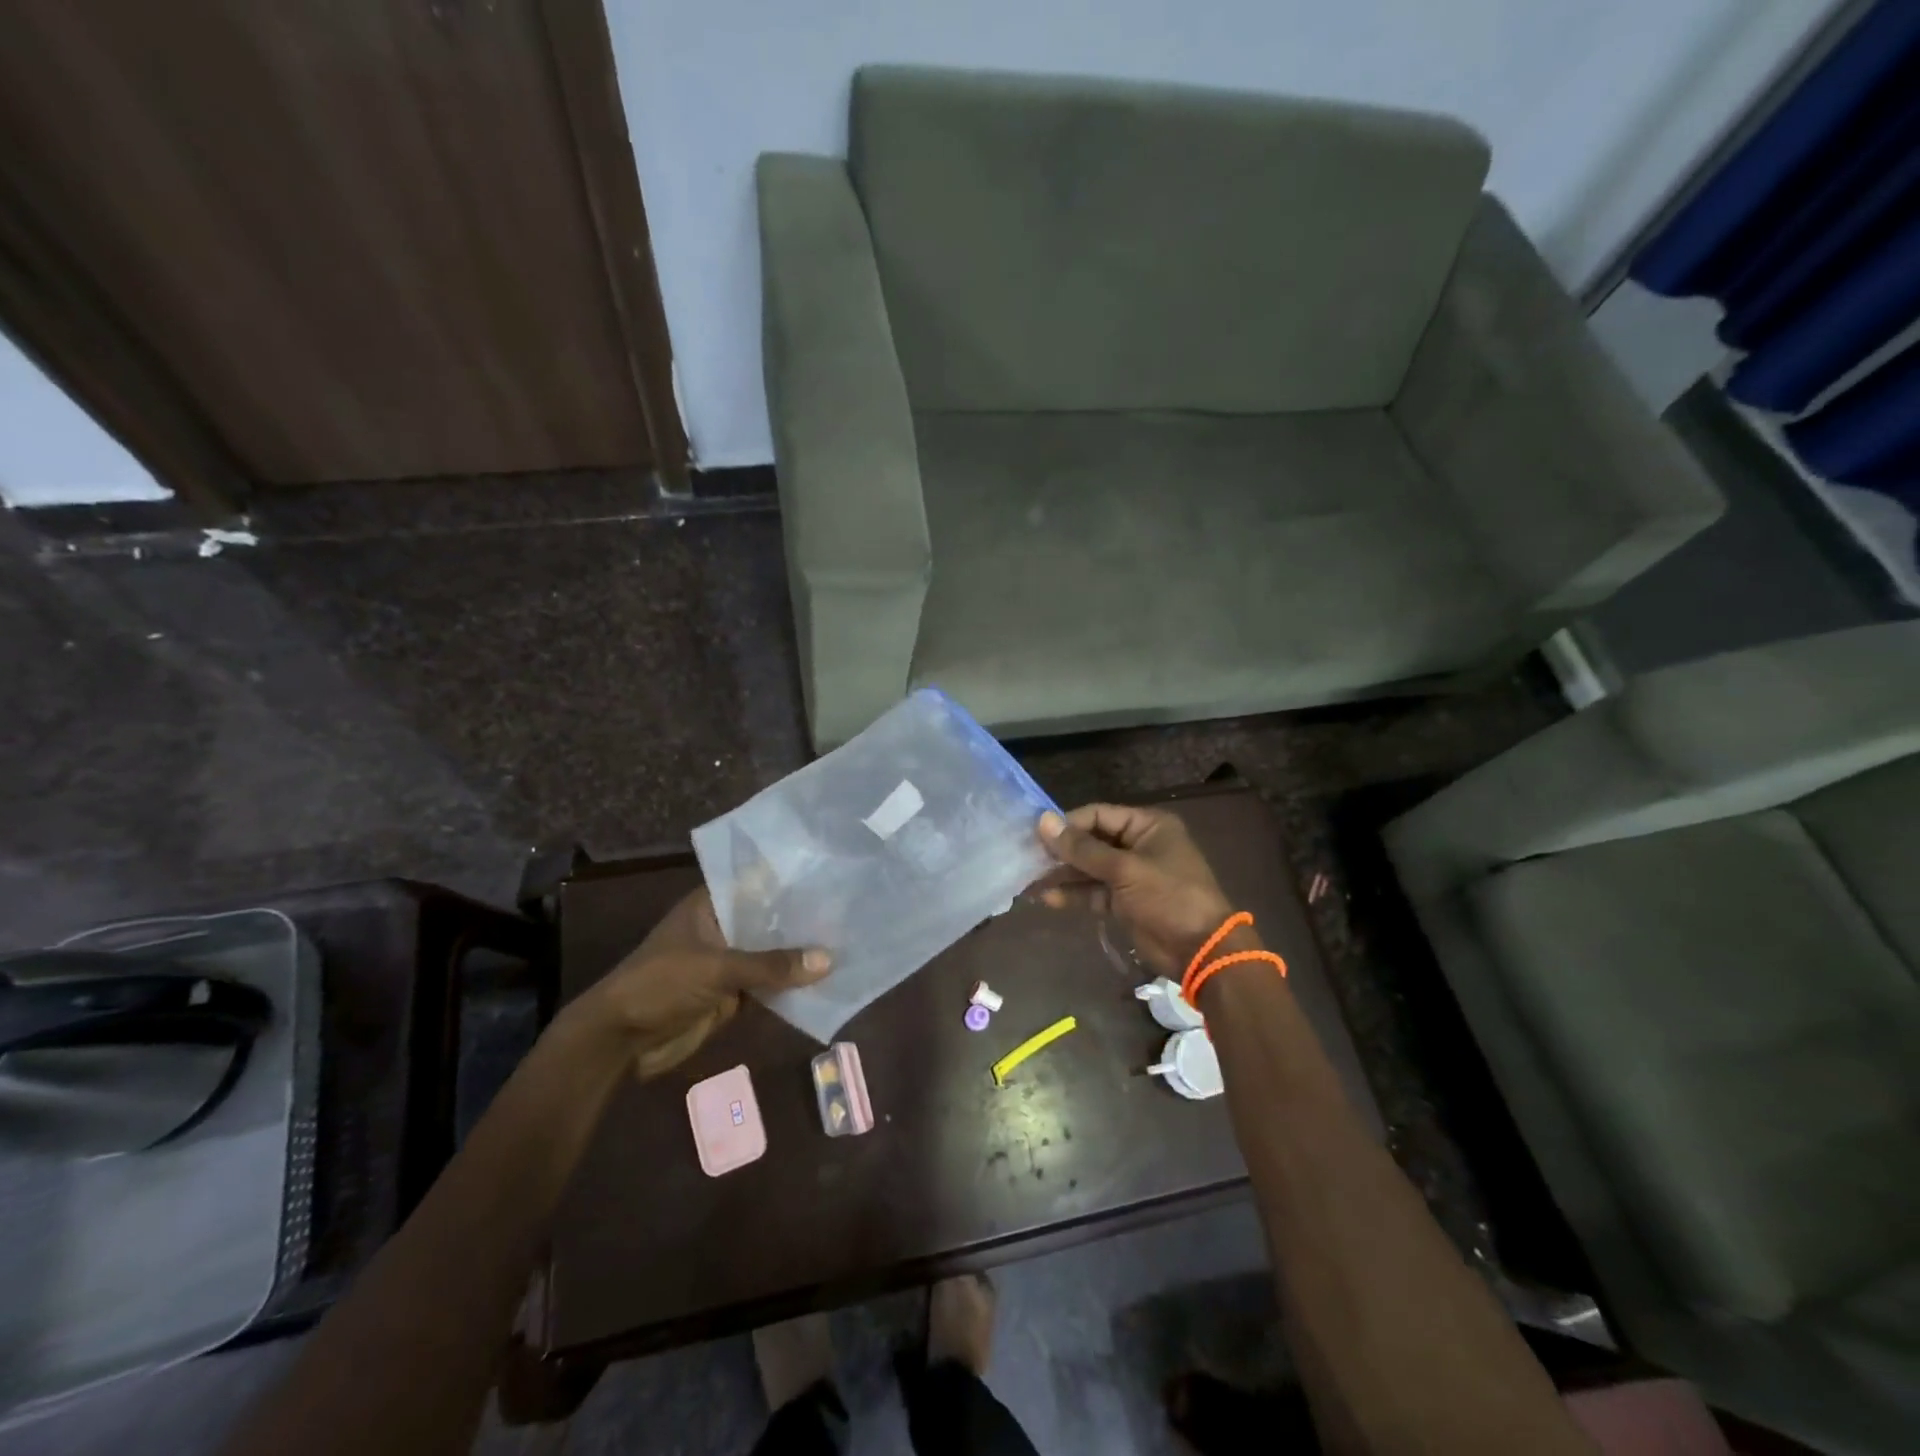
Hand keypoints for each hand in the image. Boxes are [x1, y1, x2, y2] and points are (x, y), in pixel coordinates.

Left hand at [566, 887, 829, 1078]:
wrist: (619, 1041)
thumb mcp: (716, 968)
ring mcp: (728, 961)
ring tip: (850, 940)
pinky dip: (791, 984)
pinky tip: (827, 978)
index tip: (831, 873)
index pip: (757, 882)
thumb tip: (828, 960)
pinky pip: (769, 984)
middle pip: (769, 919)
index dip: (791, 879)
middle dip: (803, 918)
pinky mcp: (731, 993)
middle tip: (851, 908)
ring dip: (800, 953)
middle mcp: (723, 927)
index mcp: (711, 905)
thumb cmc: (660, 984)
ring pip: (772, 953)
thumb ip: (771, 965)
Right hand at [1037, 805, 1235, 975]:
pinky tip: (1047, 898)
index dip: (1068, 824)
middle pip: (1091, 841)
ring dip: (1063, 874)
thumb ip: (1082, 848)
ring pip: (1089, 868)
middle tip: (1028, 858)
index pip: (1098, 815)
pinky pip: (1094, 891)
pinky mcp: (1124, 901)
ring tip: (1030, 880)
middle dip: (1062, 851)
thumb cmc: (1168, 897)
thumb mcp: (1124, 869)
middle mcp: (1138, 845)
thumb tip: (1043, 821)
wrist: (1200, 950)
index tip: (1037, 835)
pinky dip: (1074, 894)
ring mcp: (1131, 874)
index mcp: (1147, 826)